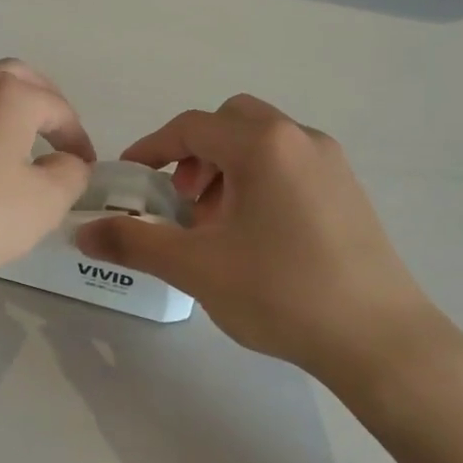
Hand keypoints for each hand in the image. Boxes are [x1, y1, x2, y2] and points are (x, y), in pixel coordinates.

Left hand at [0, 60, 93, 297]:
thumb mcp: (44, 204)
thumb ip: (69, 176)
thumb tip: (67, 162)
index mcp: (10, 96)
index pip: (57, 108)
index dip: (77, 137)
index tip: (86, 166)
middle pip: (14, 77)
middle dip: (40, 100)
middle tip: (53, 132)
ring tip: (4, 128)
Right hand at [75, 95, 450, 392]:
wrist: (380, 340)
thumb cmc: (281, 293)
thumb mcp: (196, 267)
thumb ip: (134, 242)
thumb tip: (82, 232)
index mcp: (263, 145)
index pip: (191, 126)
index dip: (151, 148)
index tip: (129, 178)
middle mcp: (301, 139)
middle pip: (231, 122)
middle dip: (195, 153)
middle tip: (183, 201)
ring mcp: (332, 164)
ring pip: (263, 143)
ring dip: (227, 169)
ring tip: (216, 226)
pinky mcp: (349, 192)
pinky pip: (290, 165)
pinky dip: (259, 181)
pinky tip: (257, 237)